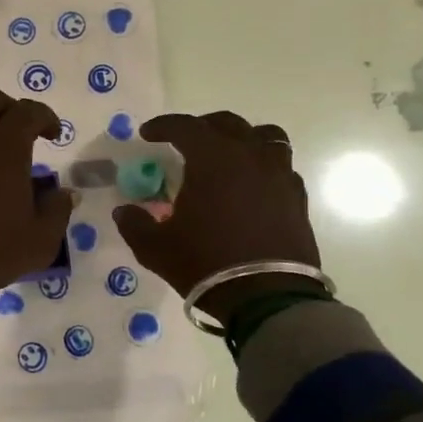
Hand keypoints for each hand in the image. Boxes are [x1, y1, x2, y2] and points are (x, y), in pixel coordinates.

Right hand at [111, 112, 319, 316]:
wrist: (267, 298)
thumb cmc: (205, 264)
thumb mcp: (155, 247)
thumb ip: (134, 223)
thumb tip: (125, 210)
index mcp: (212, 159)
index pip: (185, 126)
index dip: (163, 126)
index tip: (148, 134)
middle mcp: (249, 157)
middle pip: (228, 123)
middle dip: (202, 126)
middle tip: (185, 141)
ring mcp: (279, 175)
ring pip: (265, 137)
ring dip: (242, 138)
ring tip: (228, 155)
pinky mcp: (297, 198)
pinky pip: (281, 167)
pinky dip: (263, 166)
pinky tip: (251, 186)